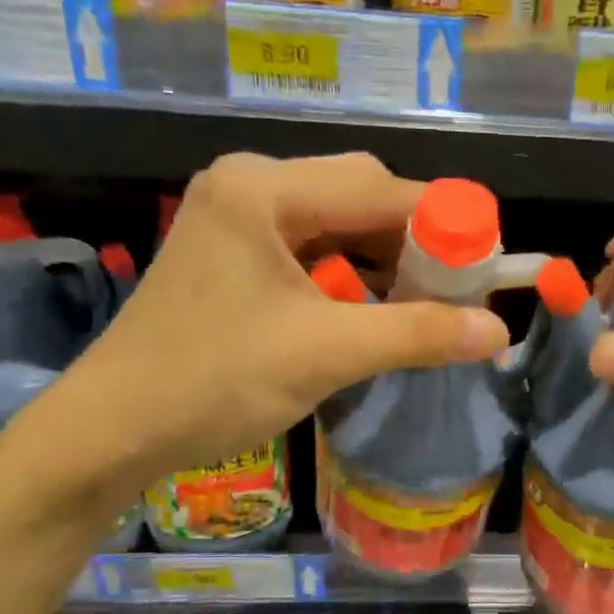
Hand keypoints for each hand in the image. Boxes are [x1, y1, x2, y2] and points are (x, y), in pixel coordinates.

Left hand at [45, 153, 508, 487]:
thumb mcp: (326, 354)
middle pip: (360, 195)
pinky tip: (369, 312)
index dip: (445, 225)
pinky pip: (310, 248)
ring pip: (338, 223)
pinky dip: (349, 276)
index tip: (489, 269)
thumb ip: (418, 334)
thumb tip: (499, 332)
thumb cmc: (215, 382)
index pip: (382, 187)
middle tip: (453, 295)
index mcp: (264, 189)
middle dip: (414, 244)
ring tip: (420, 308)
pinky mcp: (232, 253)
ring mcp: (236, 218)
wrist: (114, 428)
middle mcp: (249, 185)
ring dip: (384, 262)